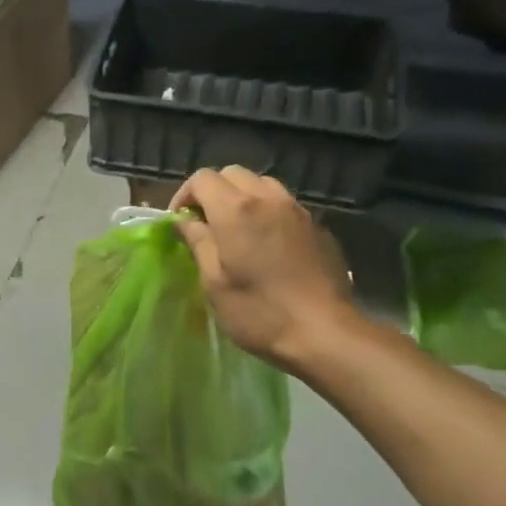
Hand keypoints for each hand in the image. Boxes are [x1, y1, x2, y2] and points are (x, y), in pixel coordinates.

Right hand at [171, 167, 354, 372]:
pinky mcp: (317, 226)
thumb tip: (185, 222)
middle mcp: (268, 198)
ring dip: (243, 198)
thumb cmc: (259, 312)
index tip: (181, 223)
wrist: (324, 332)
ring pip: (262, 184)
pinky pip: (285, 205)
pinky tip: (268, 245)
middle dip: (214, 192)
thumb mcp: (215, 282)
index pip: (202, 178)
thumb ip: (198, 243)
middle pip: (233, 173)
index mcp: (236, 210)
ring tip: (238, 231)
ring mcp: (297, 210)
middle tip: (206, 225)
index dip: (185, 195)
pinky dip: (268, 212)